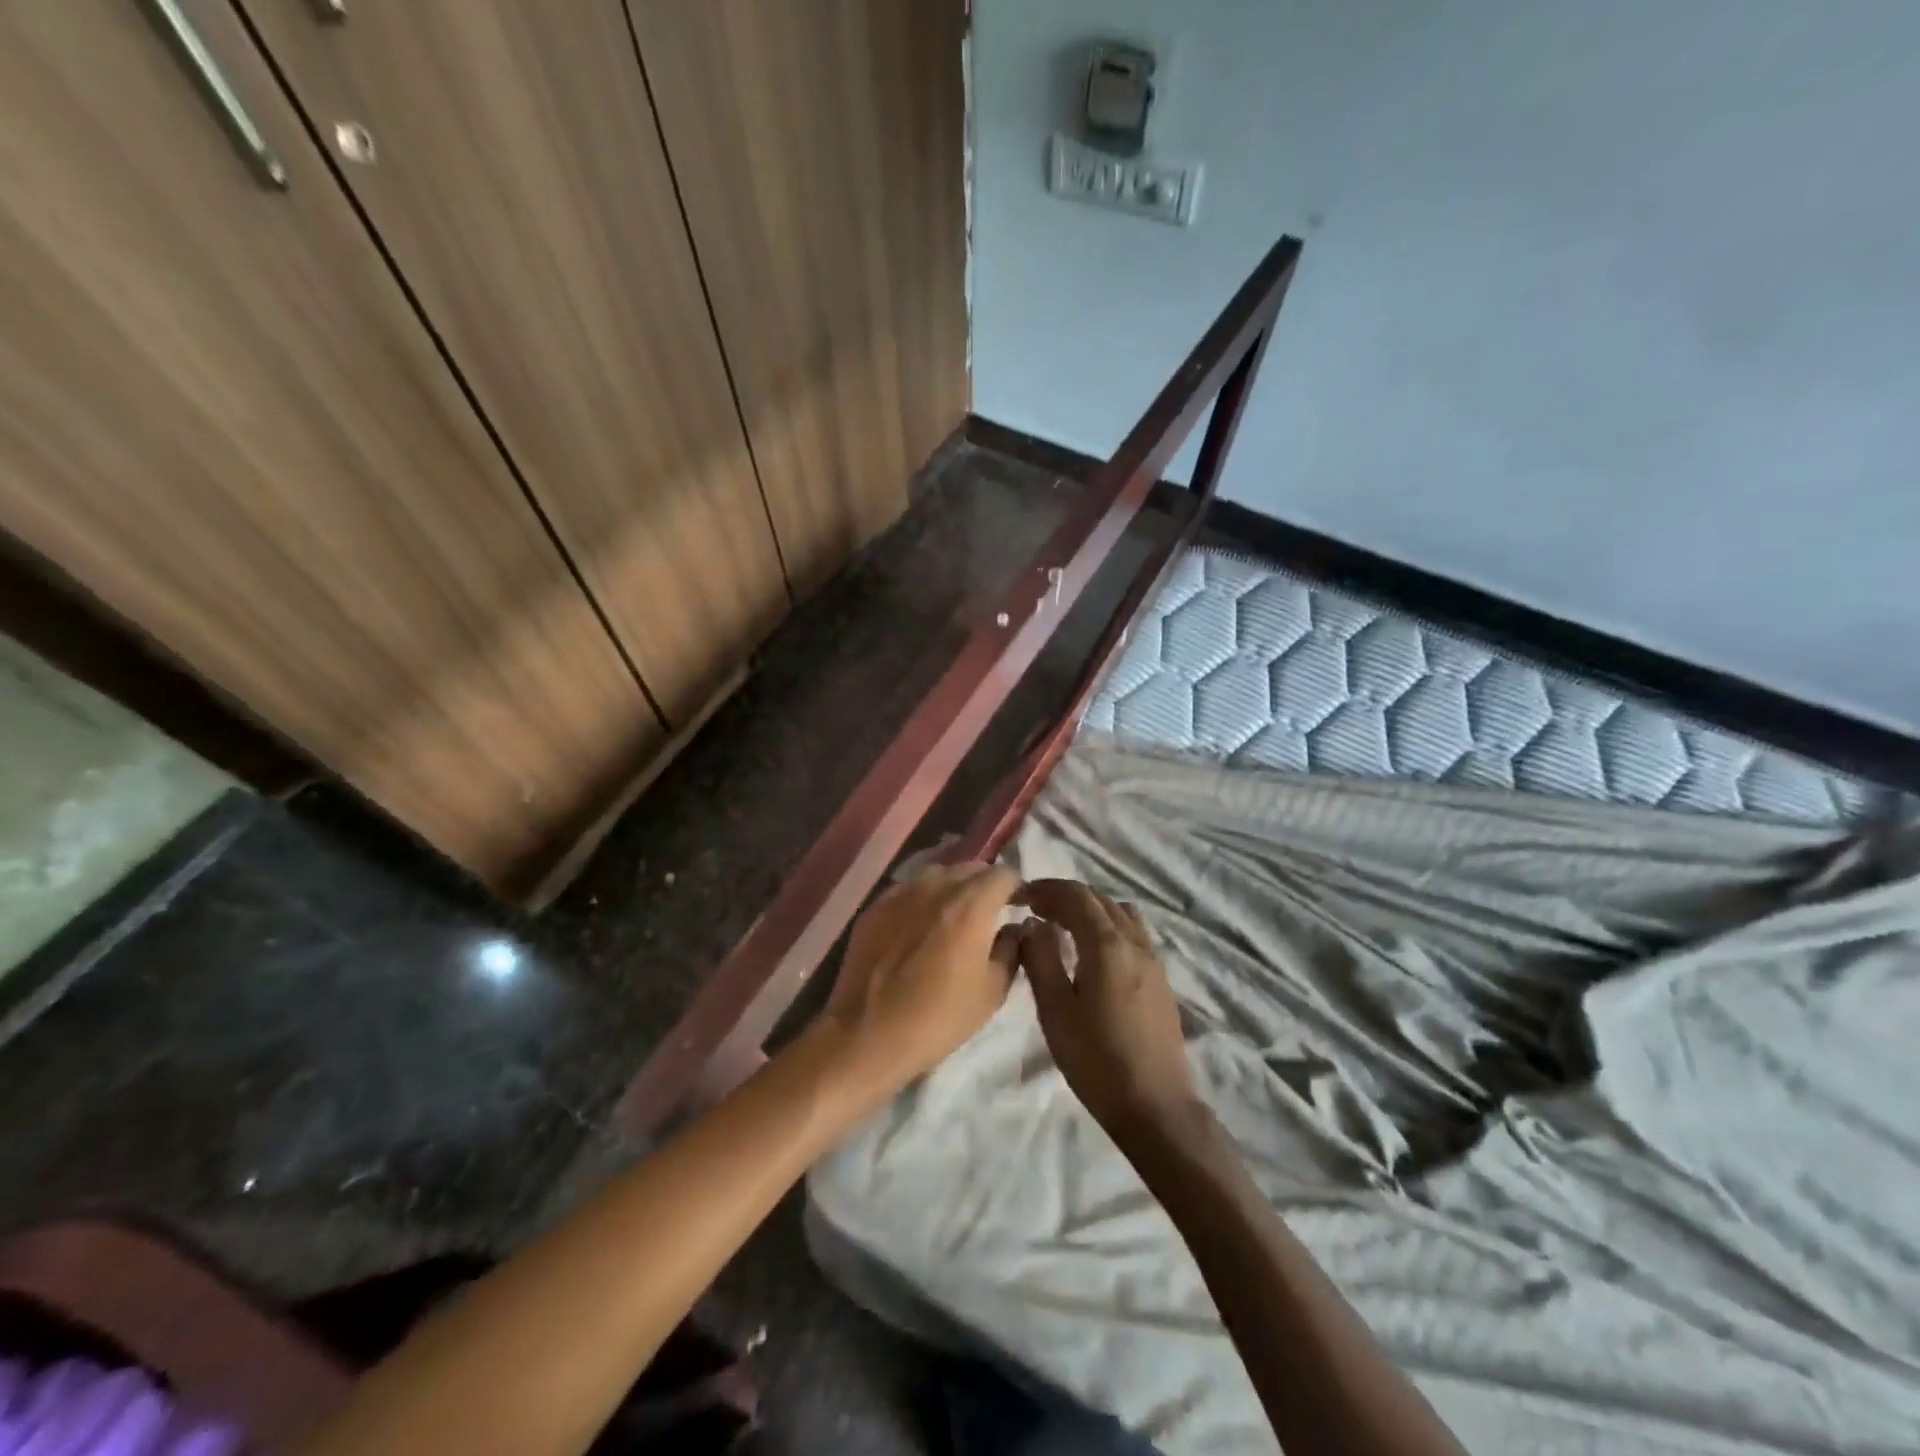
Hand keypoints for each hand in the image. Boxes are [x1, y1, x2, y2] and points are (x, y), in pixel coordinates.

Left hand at [819, 862, 1022, 1105]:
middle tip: (989, 913)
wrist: (867, 1034)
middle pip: (970, 868)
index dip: (1017, 888)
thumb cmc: (939, 1017)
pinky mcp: (876, 906)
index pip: (1004, 874)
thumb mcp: (992, 991)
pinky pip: (909, 890)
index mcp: (971, 904)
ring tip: (954, 917)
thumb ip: (1011, 949)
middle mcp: (936, 886)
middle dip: (985, 885)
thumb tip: (1013, 928)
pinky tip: (920, 926)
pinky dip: (923, 899)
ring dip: (953, 888)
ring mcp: (901, 892)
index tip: (1020, 906)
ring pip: (938, 874)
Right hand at [1019, 879, 1200, 1141]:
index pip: (1076, 895)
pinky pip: (1133, 931)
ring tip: (1062, 925)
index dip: (1045, 889)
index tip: (1020, 897)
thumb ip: (1041, 959)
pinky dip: (1108, 924)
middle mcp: (1134, 942)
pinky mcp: (1161, 978)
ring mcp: (1153, 959)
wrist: (1155, 1106)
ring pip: (1119, 912)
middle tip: (1034, 909)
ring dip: (1089, 907)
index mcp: (1107, 945)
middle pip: (1098, 898)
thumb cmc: (1096, 1060)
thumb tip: (1031, 923)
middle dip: (1064, 896)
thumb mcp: (1055, 1011)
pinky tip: (1092, 950)